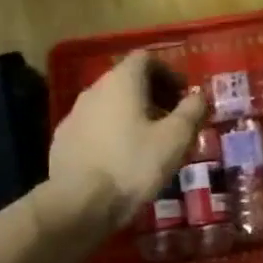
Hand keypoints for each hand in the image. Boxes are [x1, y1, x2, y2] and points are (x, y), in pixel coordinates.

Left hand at [43, 51, 207, 239]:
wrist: (78, 203)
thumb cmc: (133, 165)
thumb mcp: (175, 139)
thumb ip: (191, 111)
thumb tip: (199, 94)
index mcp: (121, 81)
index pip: (145, 59)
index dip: (168, 73)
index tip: (183, 96)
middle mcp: (94, 90)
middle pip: (127, 80)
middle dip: (153, 95)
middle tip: (172, 121)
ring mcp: (74, 114)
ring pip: (110, 104)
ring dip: (132, 115)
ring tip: (149, 143)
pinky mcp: (63, 140)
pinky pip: (94, 126)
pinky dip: (112, 133)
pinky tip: (121, 159)